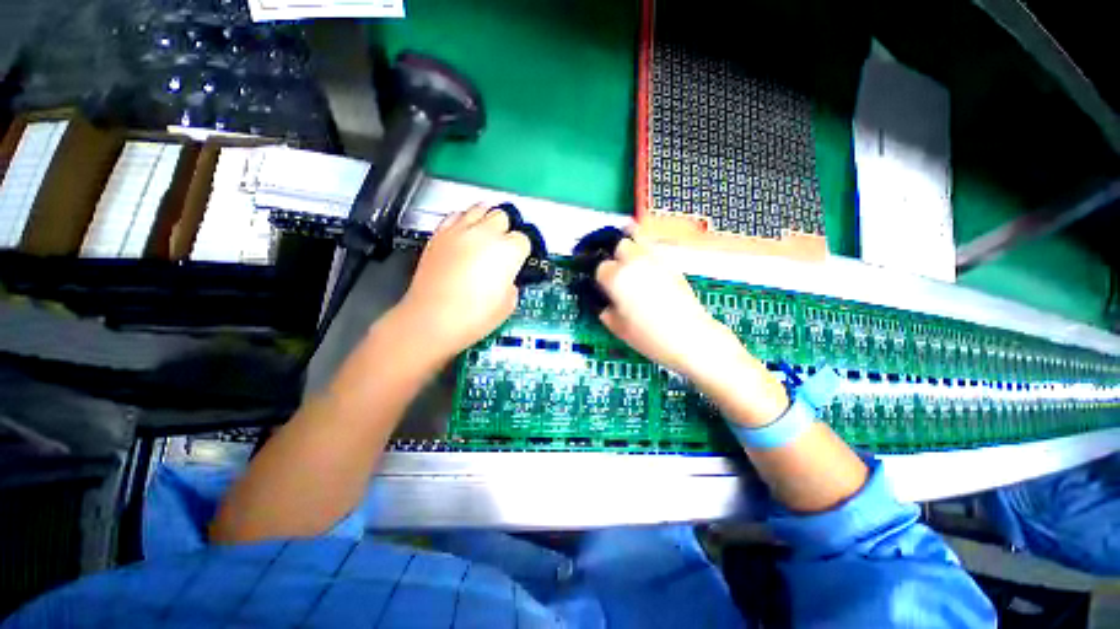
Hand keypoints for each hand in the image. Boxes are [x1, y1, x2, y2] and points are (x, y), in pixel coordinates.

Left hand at [391, 203, 529, 365]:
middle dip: (506, 230)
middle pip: (502, 216)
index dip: (523, 250)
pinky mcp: (439, 235)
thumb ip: (512, 282)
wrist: (433, 320)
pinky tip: (464, 232)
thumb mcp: (508, 303)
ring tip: (486, 232)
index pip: (523, 239)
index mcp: (508, 251)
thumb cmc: (473, 316)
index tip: (519, 259)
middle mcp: (485, 234)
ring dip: (487, 219)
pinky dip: (463, 220)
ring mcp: (460, 231)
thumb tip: (507, 277)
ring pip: (479, 208)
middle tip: (504, 246)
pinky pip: (455, 216)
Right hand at [594, 233, 733, 378]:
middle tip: (616, 272)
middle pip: (620, 244)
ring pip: (639, 242)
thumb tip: (603, 304)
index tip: (602, 286)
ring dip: (632, 251)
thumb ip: (605, 311)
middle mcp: (635, 262)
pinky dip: (648, 257)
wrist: (689, 336)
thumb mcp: (617, 328)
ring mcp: (656, 261)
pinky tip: (649, 274)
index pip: (601, 267)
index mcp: (616, 277)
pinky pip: (655, 252)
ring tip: (632, 267)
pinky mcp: (672, 265)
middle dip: (615, 255)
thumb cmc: (649, 336)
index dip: (600, 277)